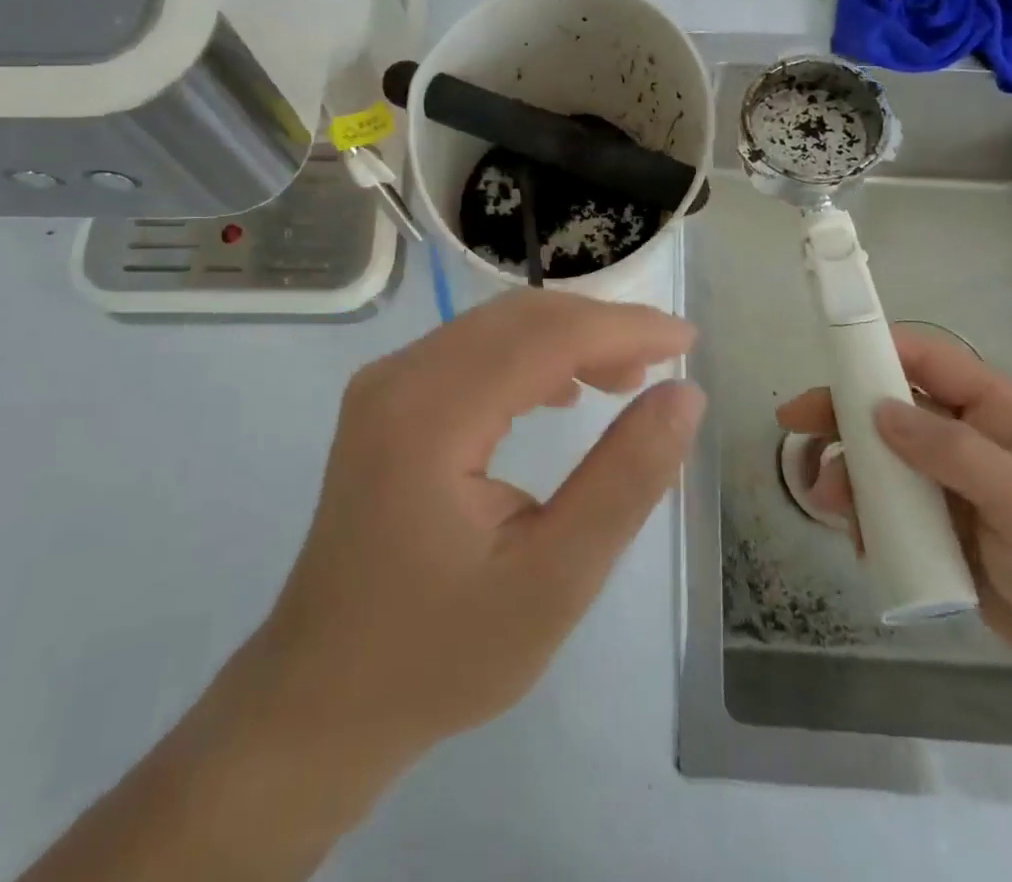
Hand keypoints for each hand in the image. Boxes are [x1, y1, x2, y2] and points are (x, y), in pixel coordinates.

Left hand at [249, 289, 703, 759]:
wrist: (323, 694)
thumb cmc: (441, 653)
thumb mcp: (553, 582)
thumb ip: (624, 481)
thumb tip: (684, 395)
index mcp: (429, 415)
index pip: (544, 337)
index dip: (623, 328)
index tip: (688, 339)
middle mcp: (399, 377)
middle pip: (517, 318)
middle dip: (599, 327)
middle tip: (664, 361)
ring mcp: (385, 384)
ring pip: (494, 328)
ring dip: (565, 339)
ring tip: (626, 379)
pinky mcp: (387, 400)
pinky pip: (470, 352)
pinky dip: (528, 357)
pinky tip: (563, 393)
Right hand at [776, 328, 1011, 715]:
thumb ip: (956, 454)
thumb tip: (879, 411)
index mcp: (1003, 418)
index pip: (930, 362)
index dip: (878, 348)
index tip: (827, 356)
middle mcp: (973, 444)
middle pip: (892, 409)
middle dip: (842, 415)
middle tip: (795, 426)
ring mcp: (956, 490)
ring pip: (883, 461)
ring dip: (848, 474)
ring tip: (827, 504)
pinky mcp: (945, 534)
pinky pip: (890, 511)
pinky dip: (865, 518)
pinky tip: (860, 541)